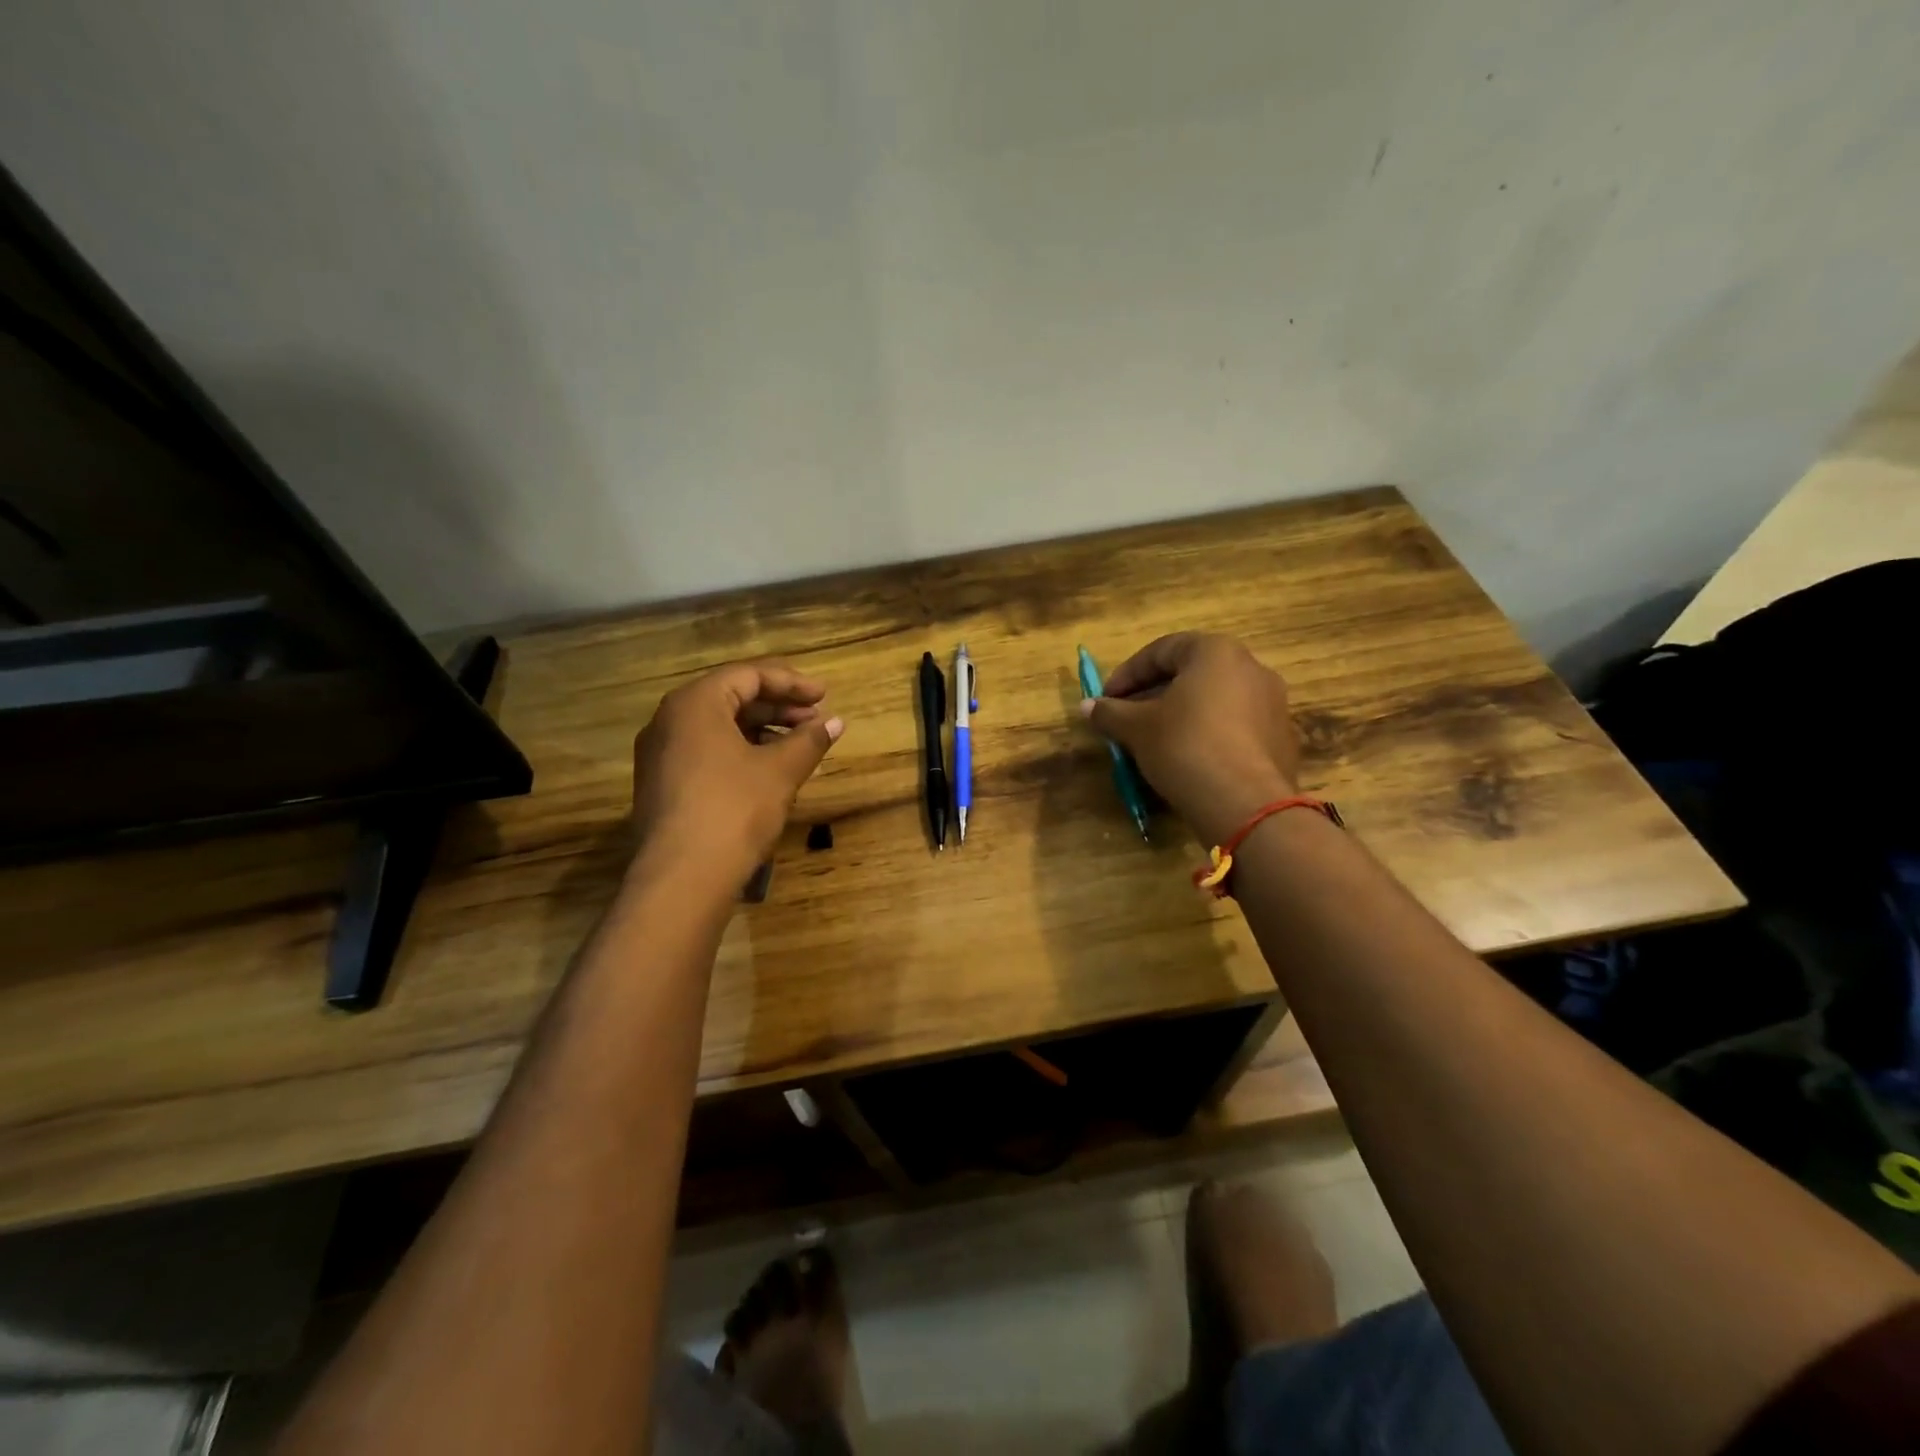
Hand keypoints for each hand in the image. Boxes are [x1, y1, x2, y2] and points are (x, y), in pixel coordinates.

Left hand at [632, 660, 843, 885]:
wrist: (682, 878)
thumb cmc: (735, 809)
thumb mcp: (780, 771)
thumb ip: (809, 740)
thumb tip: (836, 723)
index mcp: (695, 703)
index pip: (748, 675)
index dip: (791, 683)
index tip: (824, 696)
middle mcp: (669, 720)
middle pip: (731, 698)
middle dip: (778, 707)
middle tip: (816, 720)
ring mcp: (660, 754)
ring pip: (719, 728)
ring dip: (763, 732)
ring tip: (800, 748)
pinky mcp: (662, 785)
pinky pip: (707, 752)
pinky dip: (742, 753)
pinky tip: (771, 772)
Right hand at [1080, 633, 1300, 846]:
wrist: (1244, 804)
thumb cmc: (1184, 747)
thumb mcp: (1137, 728)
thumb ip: (1110, 713)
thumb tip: (1087, 707)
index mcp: (1216, 652)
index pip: (1162, 650)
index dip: (1127, 674)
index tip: (1106, 699)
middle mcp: (1251, 668)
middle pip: (1191, 674)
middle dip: (1154, 694)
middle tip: (1127, 719)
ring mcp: (1273, 704)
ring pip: (1214, 701)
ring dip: (1181, 715)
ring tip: (1155, 742)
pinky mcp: (1281, 739)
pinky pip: (1235, 727)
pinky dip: (1208, 735)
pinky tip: (1189, 761)